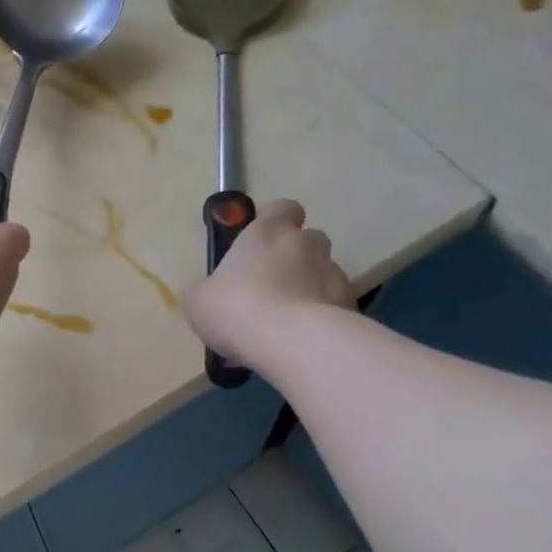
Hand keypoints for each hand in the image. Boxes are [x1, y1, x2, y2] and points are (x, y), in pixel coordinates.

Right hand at [183, 199, 352, 364]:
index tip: (262, 241)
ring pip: (324, 273)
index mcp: (266, 233)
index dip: (275, 221)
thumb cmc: (236, 309)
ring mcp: (334, 274)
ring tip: (288, 321)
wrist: (293, 343)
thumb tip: (211, 294)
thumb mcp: (199, 301)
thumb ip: (207, 290)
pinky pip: (335, 306)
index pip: (281, 208)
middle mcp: (305, 245)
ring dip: (310, 288)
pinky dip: (323, 318)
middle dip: (295, 257)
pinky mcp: (352, 306)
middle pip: (308, 239)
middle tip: (272, 285)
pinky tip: (302, 341)